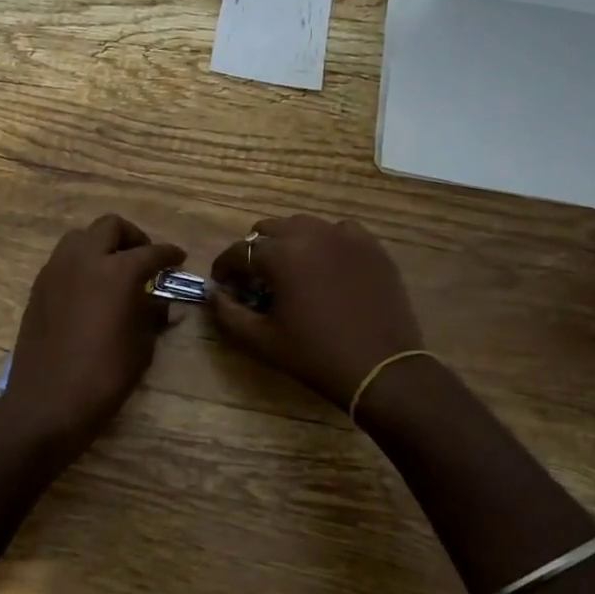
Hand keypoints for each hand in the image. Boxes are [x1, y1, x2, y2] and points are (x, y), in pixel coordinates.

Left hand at [3, 214, 184, 449]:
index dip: (169, 254)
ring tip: (113, 270)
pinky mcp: (38, 287)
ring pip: (80, 237)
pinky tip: (89, 289)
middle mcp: (84, 260)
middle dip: (132, 237)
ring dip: (101, 245)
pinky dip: (80, 263)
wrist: (48, 401)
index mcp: (117, 271)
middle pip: (110, 227)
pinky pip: (62, 260)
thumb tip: (160, 301)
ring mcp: (56, 271)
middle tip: (144, 259)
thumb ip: (152, 314)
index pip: (151, 252)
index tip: (178, 258)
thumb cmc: (104, 376)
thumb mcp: (141, 346)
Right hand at [209, 215, 424, 408]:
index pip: (239, 251)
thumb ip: (227, 313)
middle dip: (255, 250)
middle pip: (269, 229)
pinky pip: (340, 231)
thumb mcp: (261, 340)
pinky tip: (327, 264)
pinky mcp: (371, 246)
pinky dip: (326, 241)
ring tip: (290, 269)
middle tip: (256, 278)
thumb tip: (214, 293)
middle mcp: (310, 234)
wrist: (380, 368)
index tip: (223, 283)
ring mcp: (345, 237)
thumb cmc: (314, 355)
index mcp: (280, 255)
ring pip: (304, 225)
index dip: (225, 267)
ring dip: (289, 242)